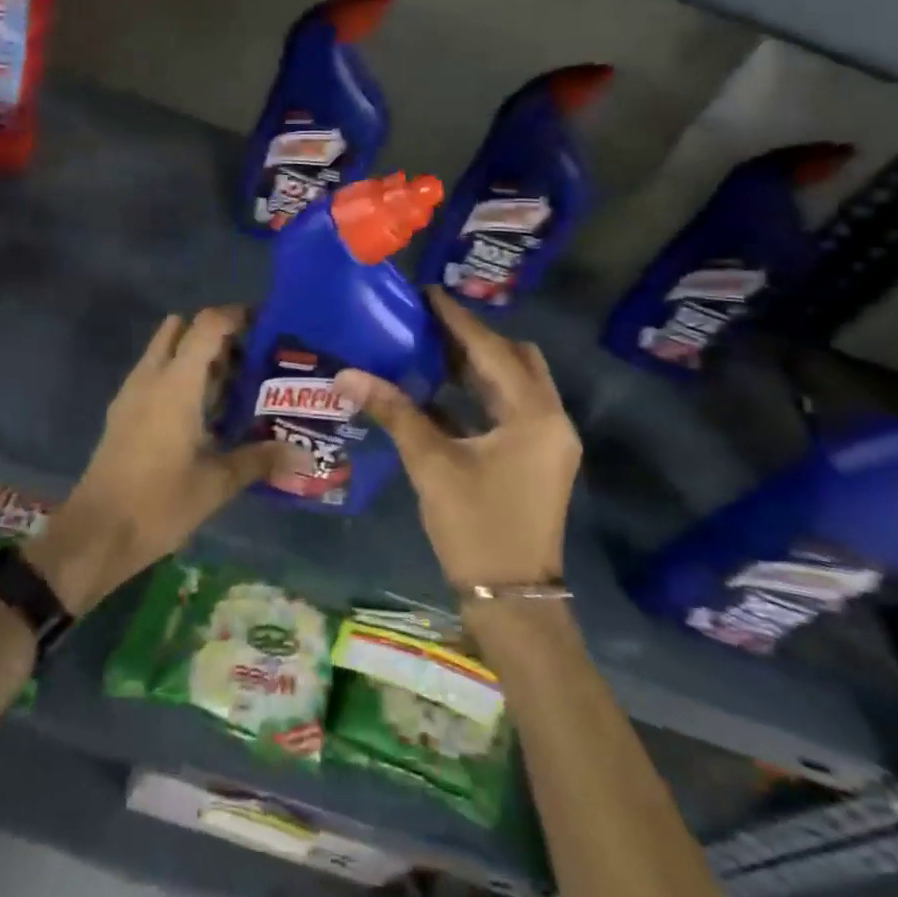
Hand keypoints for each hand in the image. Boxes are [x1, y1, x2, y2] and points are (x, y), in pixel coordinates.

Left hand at [24, 307, 281, 614]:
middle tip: (249, 357)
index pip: (206, 325)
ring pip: (165, 352)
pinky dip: (179, 377)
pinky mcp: (123, 413)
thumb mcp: (216, 483)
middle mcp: (151, 377)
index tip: (265, 323)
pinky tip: (204, 413)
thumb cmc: (158, 503)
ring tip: (233, 385)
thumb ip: (259, 460)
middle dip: (215, 334)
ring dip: (196, 356)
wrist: (95, 534)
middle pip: (182, 329)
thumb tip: (303, 456)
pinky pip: (154, 375)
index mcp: (176, 383)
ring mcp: (132, 394)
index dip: (236, 316)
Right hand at [336, 288, 580, 591]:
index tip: (427, 293)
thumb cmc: (476, 529)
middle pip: (515, 359)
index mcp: (534, 415)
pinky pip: (510, 409)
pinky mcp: (536, 458)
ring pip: (515, 384)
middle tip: (428, 325)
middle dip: (473, 338)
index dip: (458, 320)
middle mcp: (550, 419)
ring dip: (478, 365)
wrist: (512, 602)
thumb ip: (394, 412)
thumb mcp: (432, 465)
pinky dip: (480, 394)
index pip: (493, 350)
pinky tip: (441, 392)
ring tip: (430, 348)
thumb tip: (346, 375)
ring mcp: (547, 441)